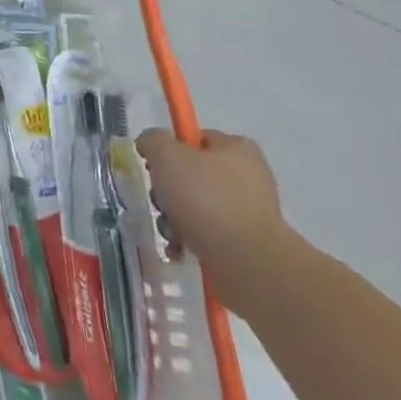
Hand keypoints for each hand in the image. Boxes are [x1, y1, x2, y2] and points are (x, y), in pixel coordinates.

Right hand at [136, 128, 294, 309]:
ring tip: (171, 231)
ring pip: (196, 204)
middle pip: (191, 174)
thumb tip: (150, 144)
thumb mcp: (166, 156)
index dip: (169, 151)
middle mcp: (248, 174)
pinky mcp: (247, 239)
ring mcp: (250, 209)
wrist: (246, 259)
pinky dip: (189, 237)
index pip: (194, 139)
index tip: (154, 168)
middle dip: (168, 190)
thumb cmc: (205, 198)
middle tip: (161, 202)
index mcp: (237, 148)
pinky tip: (180, 247)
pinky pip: (208, 231)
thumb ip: (152, 140)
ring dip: (174, 216)